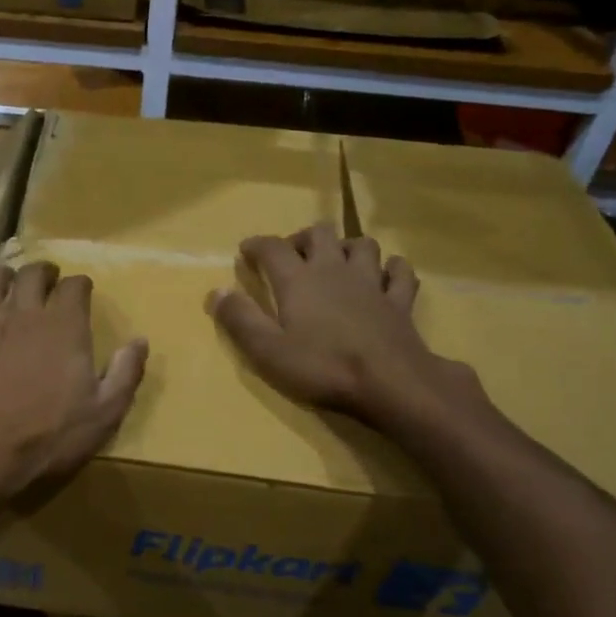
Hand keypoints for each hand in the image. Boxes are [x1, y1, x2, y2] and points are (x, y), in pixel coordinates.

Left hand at [0, 261, 147, 512]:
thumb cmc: (48, 438)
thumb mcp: (104, 413)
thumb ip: (125, 373)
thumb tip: (140, 341)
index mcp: (62, 326)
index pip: (75, 286)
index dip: (81, 286)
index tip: (83, 292)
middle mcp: (21, 315)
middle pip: (31, 274)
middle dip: (42, 272)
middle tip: (47, 280)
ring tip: (3, 283)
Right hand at [207, 222, 474, 427]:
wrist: (390, 383)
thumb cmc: (322, 367)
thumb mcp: (267, 351)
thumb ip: (239, 319)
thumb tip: (216, 291)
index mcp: (298, 279)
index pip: (272, 247)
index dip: (256, 245)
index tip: (245, 252)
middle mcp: (334, 269)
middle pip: (320, 233)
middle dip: (302, 238)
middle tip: (292, 257)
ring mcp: (371, 282)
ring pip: (362, 244)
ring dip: (346, 247)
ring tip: (336, 263)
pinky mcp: (399, 301)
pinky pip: (400, 272)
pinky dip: (391, 269)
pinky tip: (384, 277)